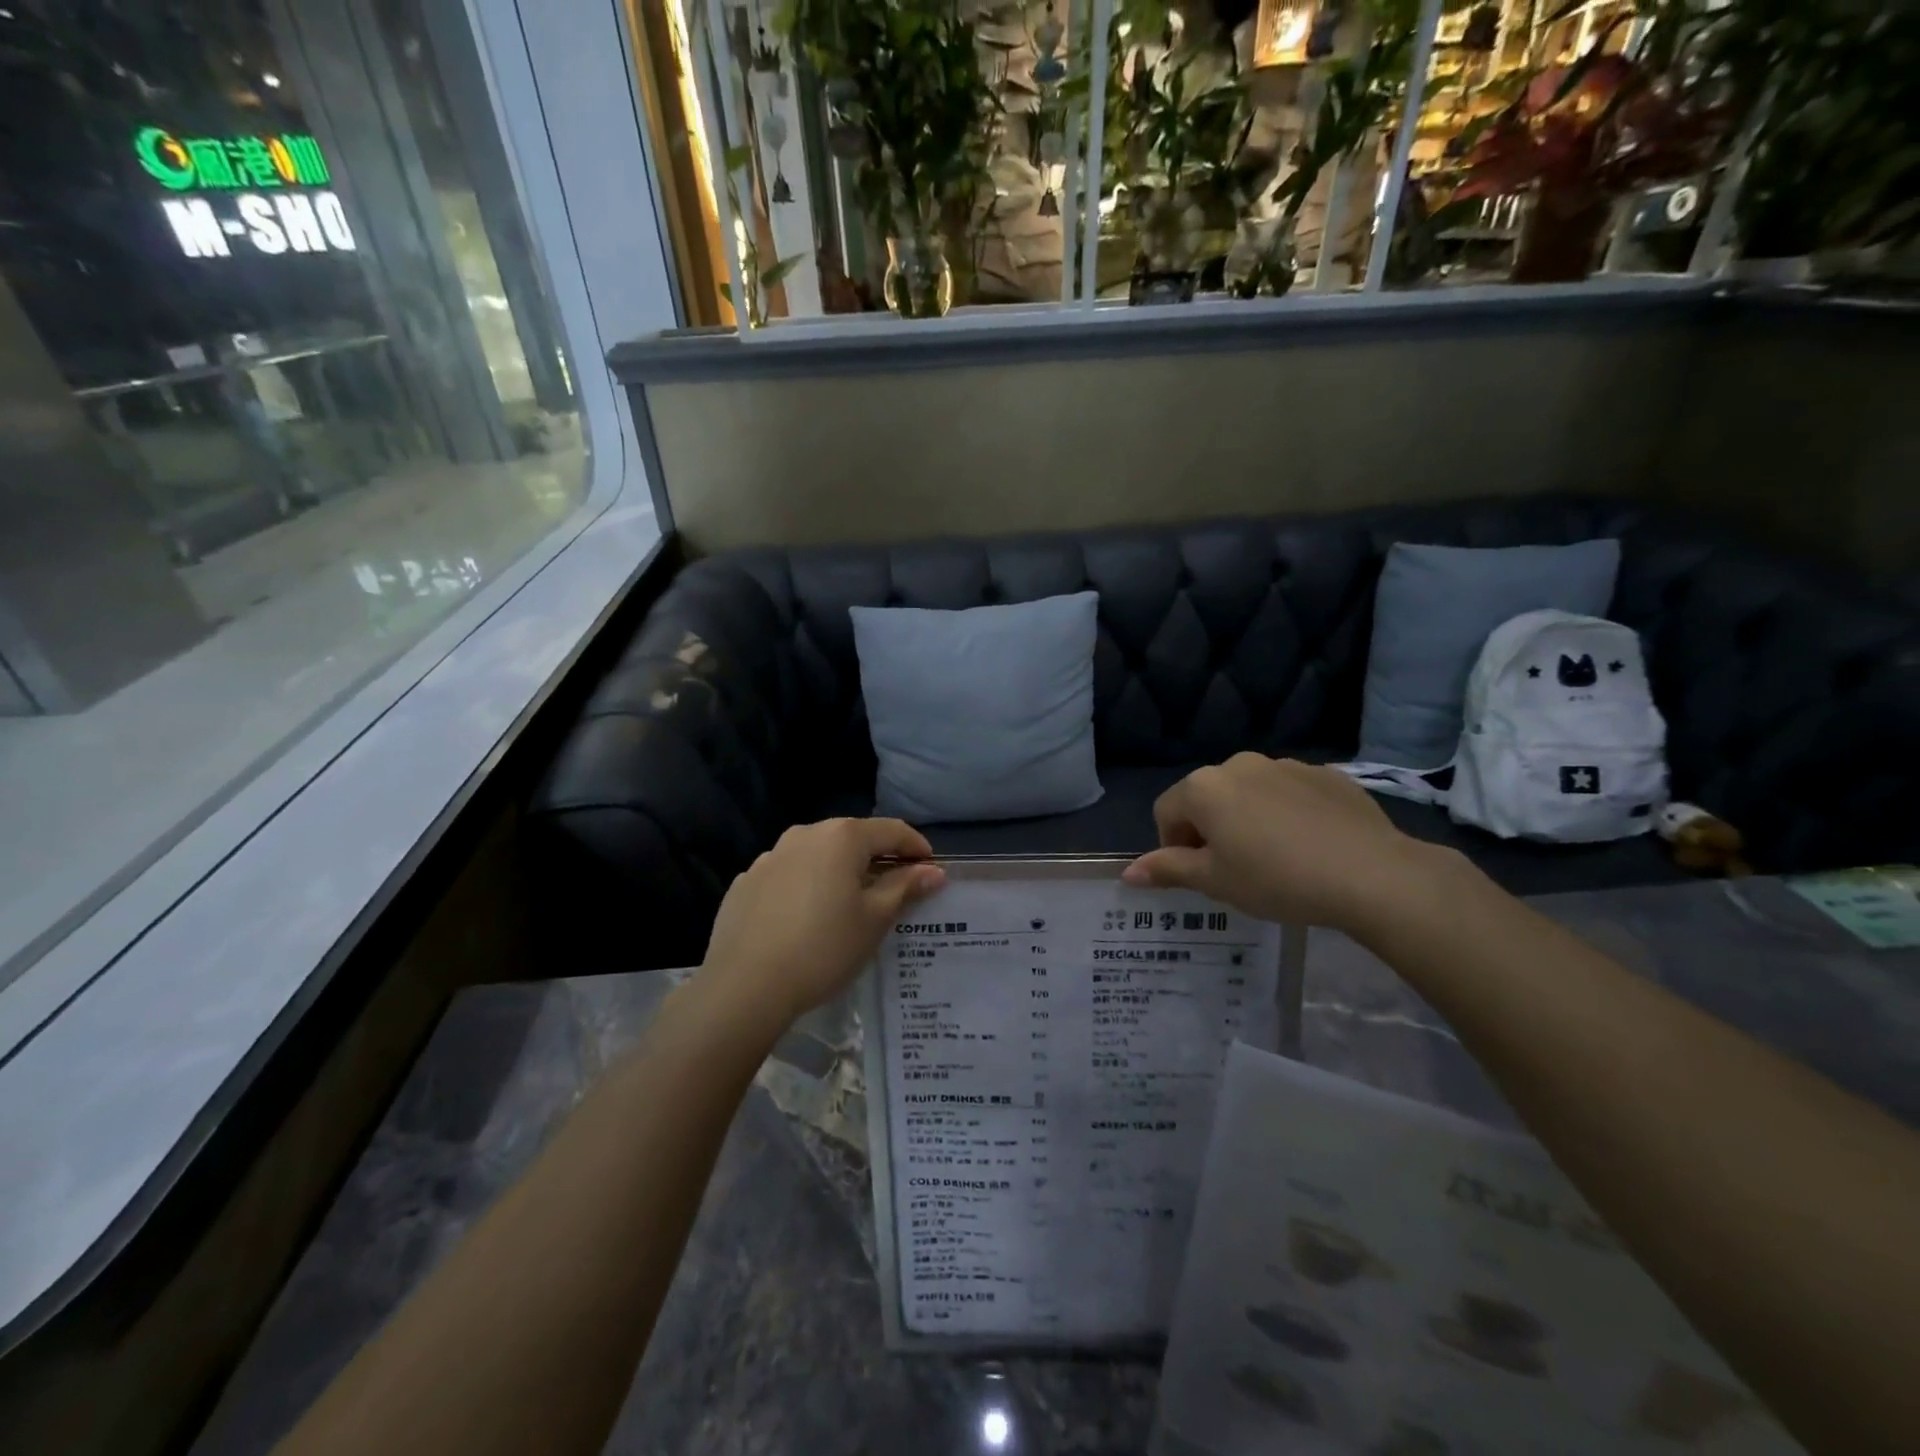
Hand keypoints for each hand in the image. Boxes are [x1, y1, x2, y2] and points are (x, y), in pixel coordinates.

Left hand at [697, 818, 945, 1034]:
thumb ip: (905, 887)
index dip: (917, 848)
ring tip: (848, 907)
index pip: (892, 830)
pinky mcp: (746, 882)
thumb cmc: (823, 948)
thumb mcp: (874, 919)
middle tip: (895, 892)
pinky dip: (806, 887)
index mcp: (841, 837)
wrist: (744, 986)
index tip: (931, 871)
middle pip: (853, 839)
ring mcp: (770, 856)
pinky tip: (805, 920)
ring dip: (839, 872)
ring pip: (818, 856)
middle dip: (878, 860)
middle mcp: (804, 834)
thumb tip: (932, 870)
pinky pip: (788, 875)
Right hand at [1122, 754, 1440, 932]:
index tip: (1201, 875)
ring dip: (1247, 819)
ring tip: (1275, 858)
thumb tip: (1128, 873)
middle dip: (1210, 830)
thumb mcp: (1216, 882)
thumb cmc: (1277, 879)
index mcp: (1204, 787)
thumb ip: (1168, 870)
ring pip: (1248, 793)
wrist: (1371, 873)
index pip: (1166, 812)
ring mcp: (1284, 764)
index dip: (1173, 846)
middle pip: (1206, 797)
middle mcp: (1238, 764)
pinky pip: (1288, 792)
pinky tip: (1309, 845)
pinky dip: (1285, 813)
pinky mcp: (1324, 774)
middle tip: (1234, 870)